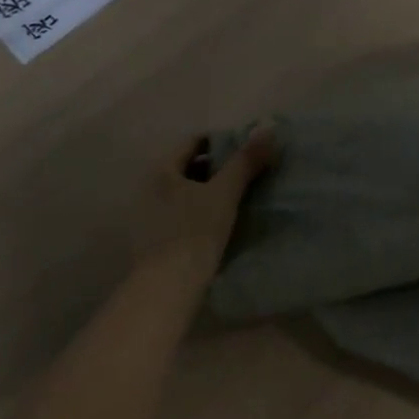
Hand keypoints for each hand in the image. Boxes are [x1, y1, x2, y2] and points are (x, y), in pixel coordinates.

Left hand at [128, 127, 277, 273]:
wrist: (168, 288)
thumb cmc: (194, 231)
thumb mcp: (225, 192)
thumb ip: (245, 161)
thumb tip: (268, 130)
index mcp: (161, 170)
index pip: (194, 142)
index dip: (223, 142)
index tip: (248, 151)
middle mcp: (149, 187)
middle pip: (190, 166)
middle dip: (219, 167)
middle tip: (249, 173)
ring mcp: (149, 215)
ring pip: (187, 192)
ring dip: (211, 191)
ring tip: (240, 197)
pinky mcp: (155, 239)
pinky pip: (183, 213)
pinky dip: (202, 211)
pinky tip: (222, 222)